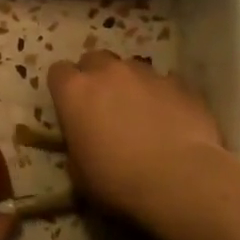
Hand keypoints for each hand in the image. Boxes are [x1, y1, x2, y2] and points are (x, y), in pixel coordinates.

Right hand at [47, 51, 223, 221]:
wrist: (177, 179)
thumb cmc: (116, 180)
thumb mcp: (78, 171)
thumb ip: (77, 144)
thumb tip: (85, 140)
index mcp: (75, 92)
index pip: (58, 72)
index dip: (64, 88)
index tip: (70, 106)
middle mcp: (108, 72)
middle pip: (94, 59)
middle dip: (96, 77)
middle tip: (103, 105)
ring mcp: (147, 74)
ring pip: (131, 68)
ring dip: (130, 84)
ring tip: (140, 113)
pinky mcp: (180, 84)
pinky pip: (164, 83)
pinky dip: (162, 96)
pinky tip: (169, 120)